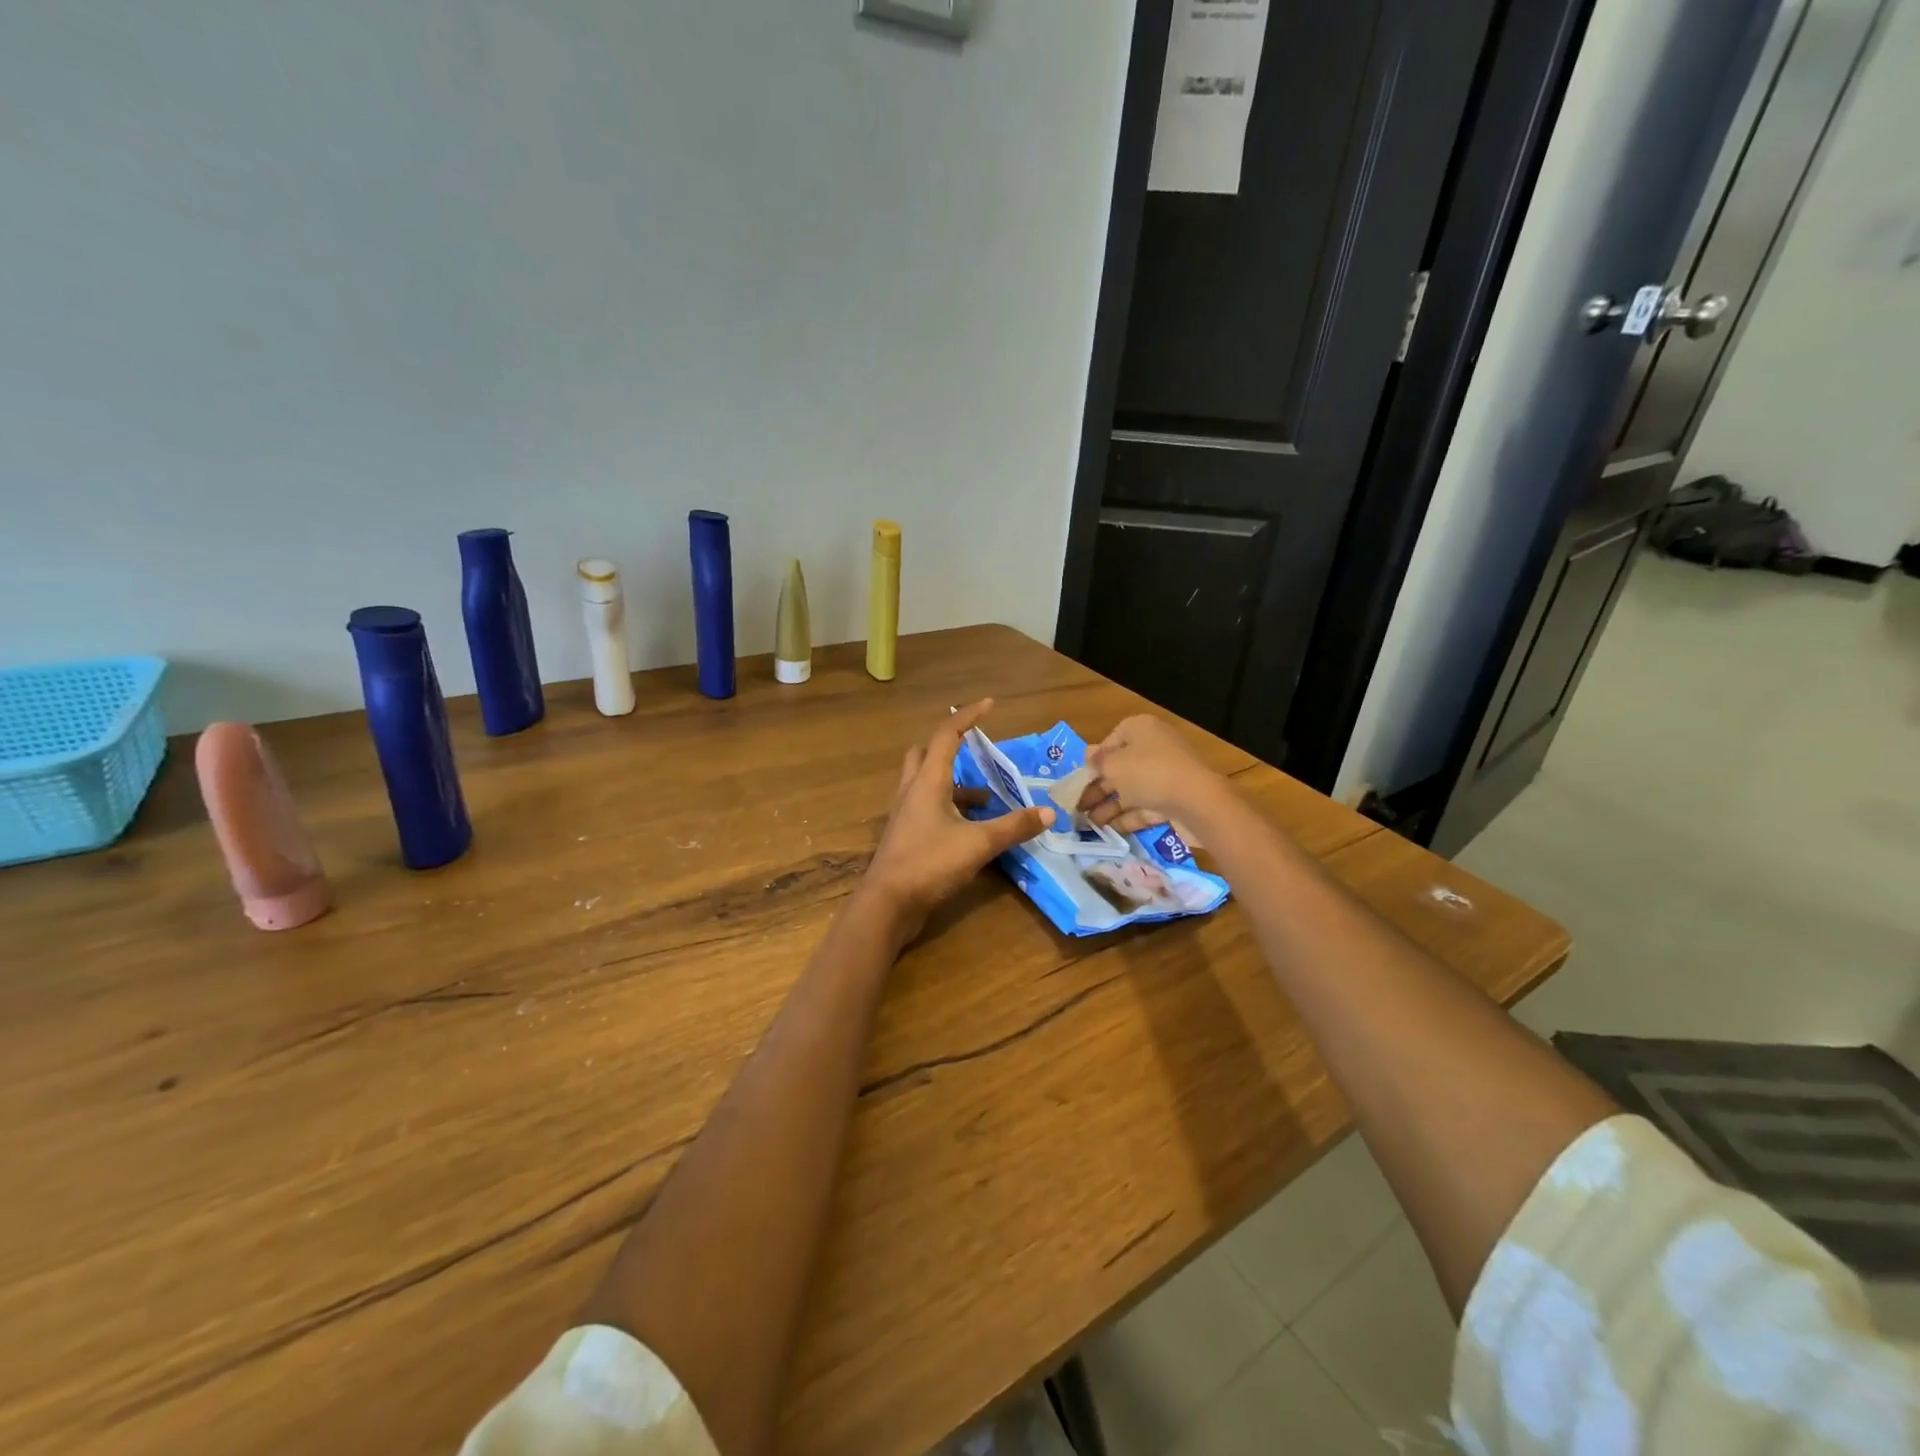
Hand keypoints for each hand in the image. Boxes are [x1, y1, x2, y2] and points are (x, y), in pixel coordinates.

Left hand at [862, 700, 1053, 941]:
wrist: (887, 904)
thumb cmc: (930, 863)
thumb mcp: (978, 844)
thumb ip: (1014, 827)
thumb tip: (1049, 812)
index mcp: (927, 781)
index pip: (947, 736)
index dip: (967, 717)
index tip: (988, 705)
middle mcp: (912, 790)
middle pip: (925, 754)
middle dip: (950, 746)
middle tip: (975, 750)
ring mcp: (904, 814)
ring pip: (926, 783)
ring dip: (953, 783)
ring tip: (987, 799)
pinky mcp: (904, 835)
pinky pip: (926, 807)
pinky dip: (948, 807)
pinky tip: (969, 828)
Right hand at [1080, 715, 1226, 839]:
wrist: (1197, 801)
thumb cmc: (1148, 773)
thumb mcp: (1114, 765)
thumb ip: (1097, 761)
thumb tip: (1088, 754)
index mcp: (1141, 730)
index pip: (1111, 740)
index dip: (1094, 760)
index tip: (1080, 779)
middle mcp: (1154, 748)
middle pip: (1120, 768)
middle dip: (1098, 789)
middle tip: (1078, 808)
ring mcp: (1166, 775)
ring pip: (1131, 790)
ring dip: (1109, 806)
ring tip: (1088, 825)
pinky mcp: (1174, 799)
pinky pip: (1145, 806)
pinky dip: (1127, 817)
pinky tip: (1108, 831)